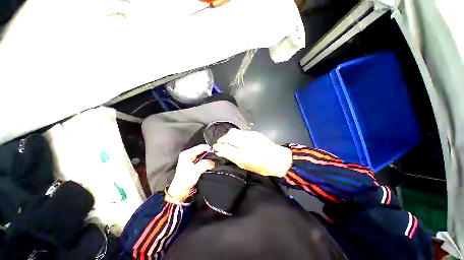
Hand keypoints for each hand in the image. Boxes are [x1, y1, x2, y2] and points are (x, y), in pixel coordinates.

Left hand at [166, 145, 214, 202]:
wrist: (180, 191)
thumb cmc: (185, 180)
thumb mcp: (196, 171)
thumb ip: (205, 164)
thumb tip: (213, 162)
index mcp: (187, 154)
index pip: (200, 147)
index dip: (209, 149)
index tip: (216, 152)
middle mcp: (188, 155)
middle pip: (202, 151)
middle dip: (209, 154)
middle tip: (216, 157)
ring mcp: (191, 160)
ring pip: (203, 156)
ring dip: (208, 158)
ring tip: (215, 160)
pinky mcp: (193, 165)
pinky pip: (202, 160)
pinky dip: (206, 162)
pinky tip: (211, 164)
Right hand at [212, 129, 291, 177]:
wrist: (279, 159)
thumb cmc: (262, 166)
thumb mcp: (245, 165)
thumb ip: (232, 158)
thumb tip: (221, 152)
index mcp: (244, 154)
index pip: (226, 147)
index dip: (219, 147)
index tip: (215, 148)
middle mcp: (246, 142)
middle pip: (229, 136)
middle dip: (222, 139)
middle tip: (220, 144)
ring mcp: (250, 135)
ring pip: (234, 132)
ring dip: (228, 136)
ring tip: (227, 141)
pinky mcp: (254, 133)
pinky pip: (240, 132)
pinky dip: (235, 135)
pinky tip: (236, 140)